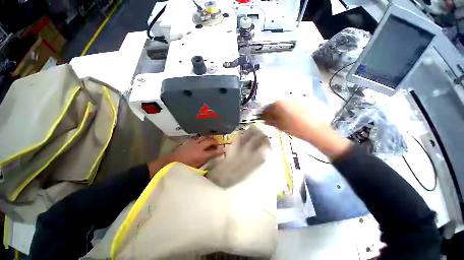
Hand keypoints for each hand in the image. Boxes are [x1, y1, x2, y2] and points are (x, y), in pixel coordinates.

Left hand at [148, 137, 224, 177]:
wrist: (170, 162)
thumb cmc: (183, 167)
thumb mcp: (196, 167)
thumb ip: (205, 162)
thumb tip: (211, 158)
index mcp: (200, 155)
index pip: (213, 152)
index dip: (220, 151)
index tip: (224, 149)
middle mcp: (198, 147)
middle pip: (209, 141)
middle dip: (215, 141)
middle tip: (217, 144)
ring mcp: (193, 143)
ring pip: (204, 137)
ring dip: (209, 138)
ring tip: (211, 141)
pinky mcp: (189, 141)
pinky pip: (198, 138)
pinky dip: (202, 139)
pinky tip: (202, 141)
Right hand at [260, 100, 350, 159]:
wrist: (314, 129)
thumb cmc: (293, 127)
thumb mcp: (279, 125)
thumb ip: (270, 121)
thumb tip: (263, 120)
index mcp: (278, 104)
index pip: (267, 108)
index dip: (264, 114)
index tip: (263, 118)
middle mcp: (286, 99)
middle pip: (275, 105)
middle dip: (272, 112)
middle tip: (272, 120)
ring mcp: (295, 99)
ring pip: (283, 105)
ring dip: (280, 111)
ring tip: (281, 119)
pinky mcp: (302, 102)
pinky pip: (291, 105)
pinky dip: (287, 110)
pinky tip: (289, 117)